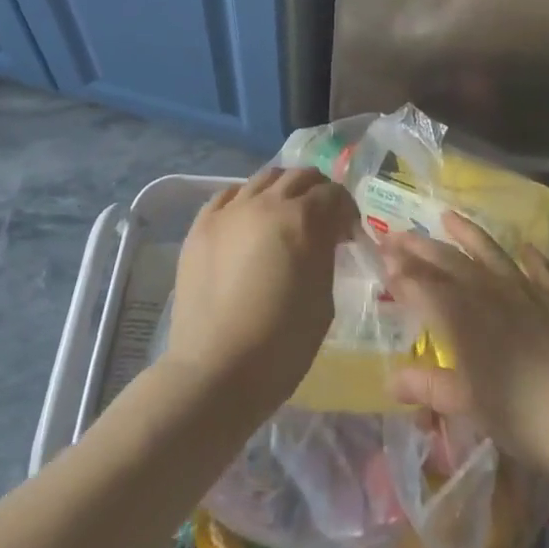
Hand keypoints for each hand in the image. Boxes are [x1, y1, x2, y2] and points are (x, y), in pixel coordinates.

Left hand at [166, 166, 359, 417]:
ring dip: (282, 190)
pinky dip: (246, 199)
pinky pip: (228, 195)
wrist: (216, 371)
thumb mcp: (323, 299)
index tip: (347, 234)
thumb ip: (325, 255)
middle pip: (299, 176)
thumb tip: (325, 237)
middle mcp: (266, 202)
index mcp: (302, 219)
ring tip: (284, 216)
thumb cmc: (281, 344)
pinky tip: (248, 220)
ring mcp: (229, 210)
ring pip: (263, 178)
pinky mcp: (201, 225)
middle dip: (317, 192)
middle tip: (322, 218)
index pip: (333, 193)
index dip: (346, 210)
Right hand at [380, 213, 548, 478]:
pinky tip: (525, 248)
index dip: (401, 272)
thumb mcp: (467, 405)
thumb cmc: (520, 415)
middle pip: (449, 262)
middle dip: (420, 247)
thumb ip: (429, 386)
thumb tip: (390, 380)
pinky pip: (541, 271)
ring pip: (490, 253)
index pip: (423, 286)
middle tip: (397, 234)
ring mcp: (526, 292)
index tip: (382, 259)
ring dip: (467, 234)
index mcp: (462, 317)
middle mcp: (489, 294)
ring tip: (448, 216)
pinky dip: (531, 258)